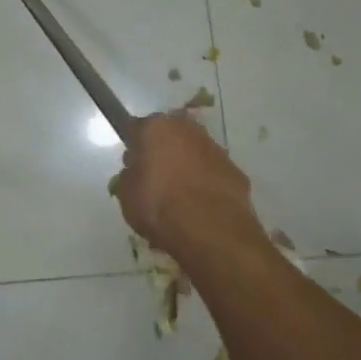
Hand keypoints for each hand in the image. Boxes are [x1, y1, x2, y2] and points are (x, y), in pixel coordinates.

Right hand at [113, 113, 267, 265]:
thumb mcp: (126, 194)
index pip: (136, 128)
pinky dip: (205, 182)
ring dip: (185, 165)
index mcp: (156, 128)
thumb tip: (137, 171)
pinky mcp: (235, 170)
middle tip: (154, 178)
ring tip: (179, 195)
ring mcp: (214, 148)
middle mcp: (187, 129)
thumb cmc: (159, 206)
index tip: (131, 165)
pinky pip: (211, 172)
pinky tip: (199, 205)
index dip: (133, 147)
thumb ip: (129, 175)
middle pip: (169, 135)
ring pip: (193, 152)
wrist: (212, 231)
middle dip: (162, 151)